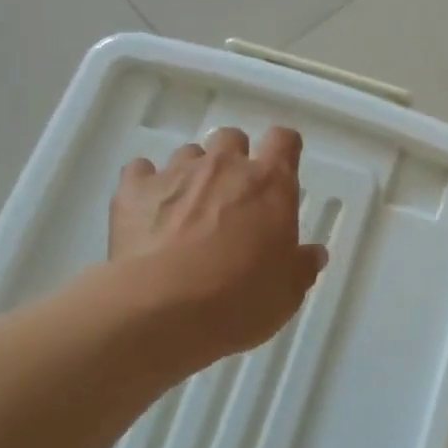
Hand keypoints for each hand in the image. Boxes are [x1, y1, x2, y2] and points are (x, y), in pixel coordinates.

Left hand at [107, 127, 326, 376]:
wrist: (163, 309)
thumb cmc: (240, 299)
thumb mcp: (287, 292)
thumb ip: (302, 266)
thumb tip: (313, 253)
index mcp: (270, 184)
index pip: (284, 141)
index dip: (284, 150)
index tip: (282, 168)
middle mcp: (225, 166)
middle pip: (232, 139)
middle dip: (234, 159)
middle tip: (233, 196)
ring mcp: (177, 173)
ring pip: (188, 153)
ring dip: (192, 173)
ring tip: (188, 209)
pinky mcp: (134, 189)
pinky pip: (140, 171)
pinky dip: (147, 184)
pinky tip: (147, 210)